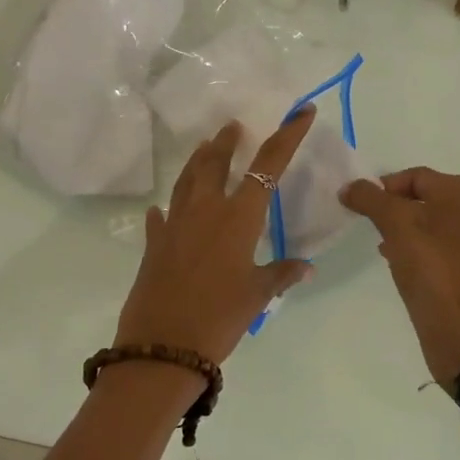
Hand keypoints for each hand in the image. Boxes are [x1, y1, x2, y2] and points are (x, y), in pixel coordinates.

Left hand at [113, 108, 315, 364]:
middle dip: (228, 141)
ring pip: (186, 180)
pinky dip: (168, 209)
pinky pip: (163, 217)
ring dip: (198, 161)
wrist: (162, 348)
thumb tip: (305, 266)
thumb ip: (280, 274)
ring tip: (205, 148)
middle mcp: (205, 210)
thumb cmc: (219, 318)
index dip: (287, 135)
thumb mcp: (256, 296)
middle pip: (216, 162)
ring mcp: (175, 224)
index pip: (268, 165)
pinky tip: (164, 210)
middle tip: (234, 126)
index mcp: (237, 217)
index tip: (300, 112)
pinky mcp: (154, 244)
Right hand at [340, 167, 459, 387]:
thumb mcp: (394, 225)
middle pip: (429, 198)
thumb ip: (369, 199)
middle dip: (397, 210)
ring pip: (438, 224)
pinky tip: (408, 267)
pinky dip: (426, 250)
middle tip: (374, 229)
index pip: (417, 177)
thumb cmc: (431, 269)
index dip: (384, 188)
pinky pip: (448, 248)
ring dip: (409, 230)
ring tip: (386, 250)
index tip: (362, 208)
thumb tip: (350, 187)